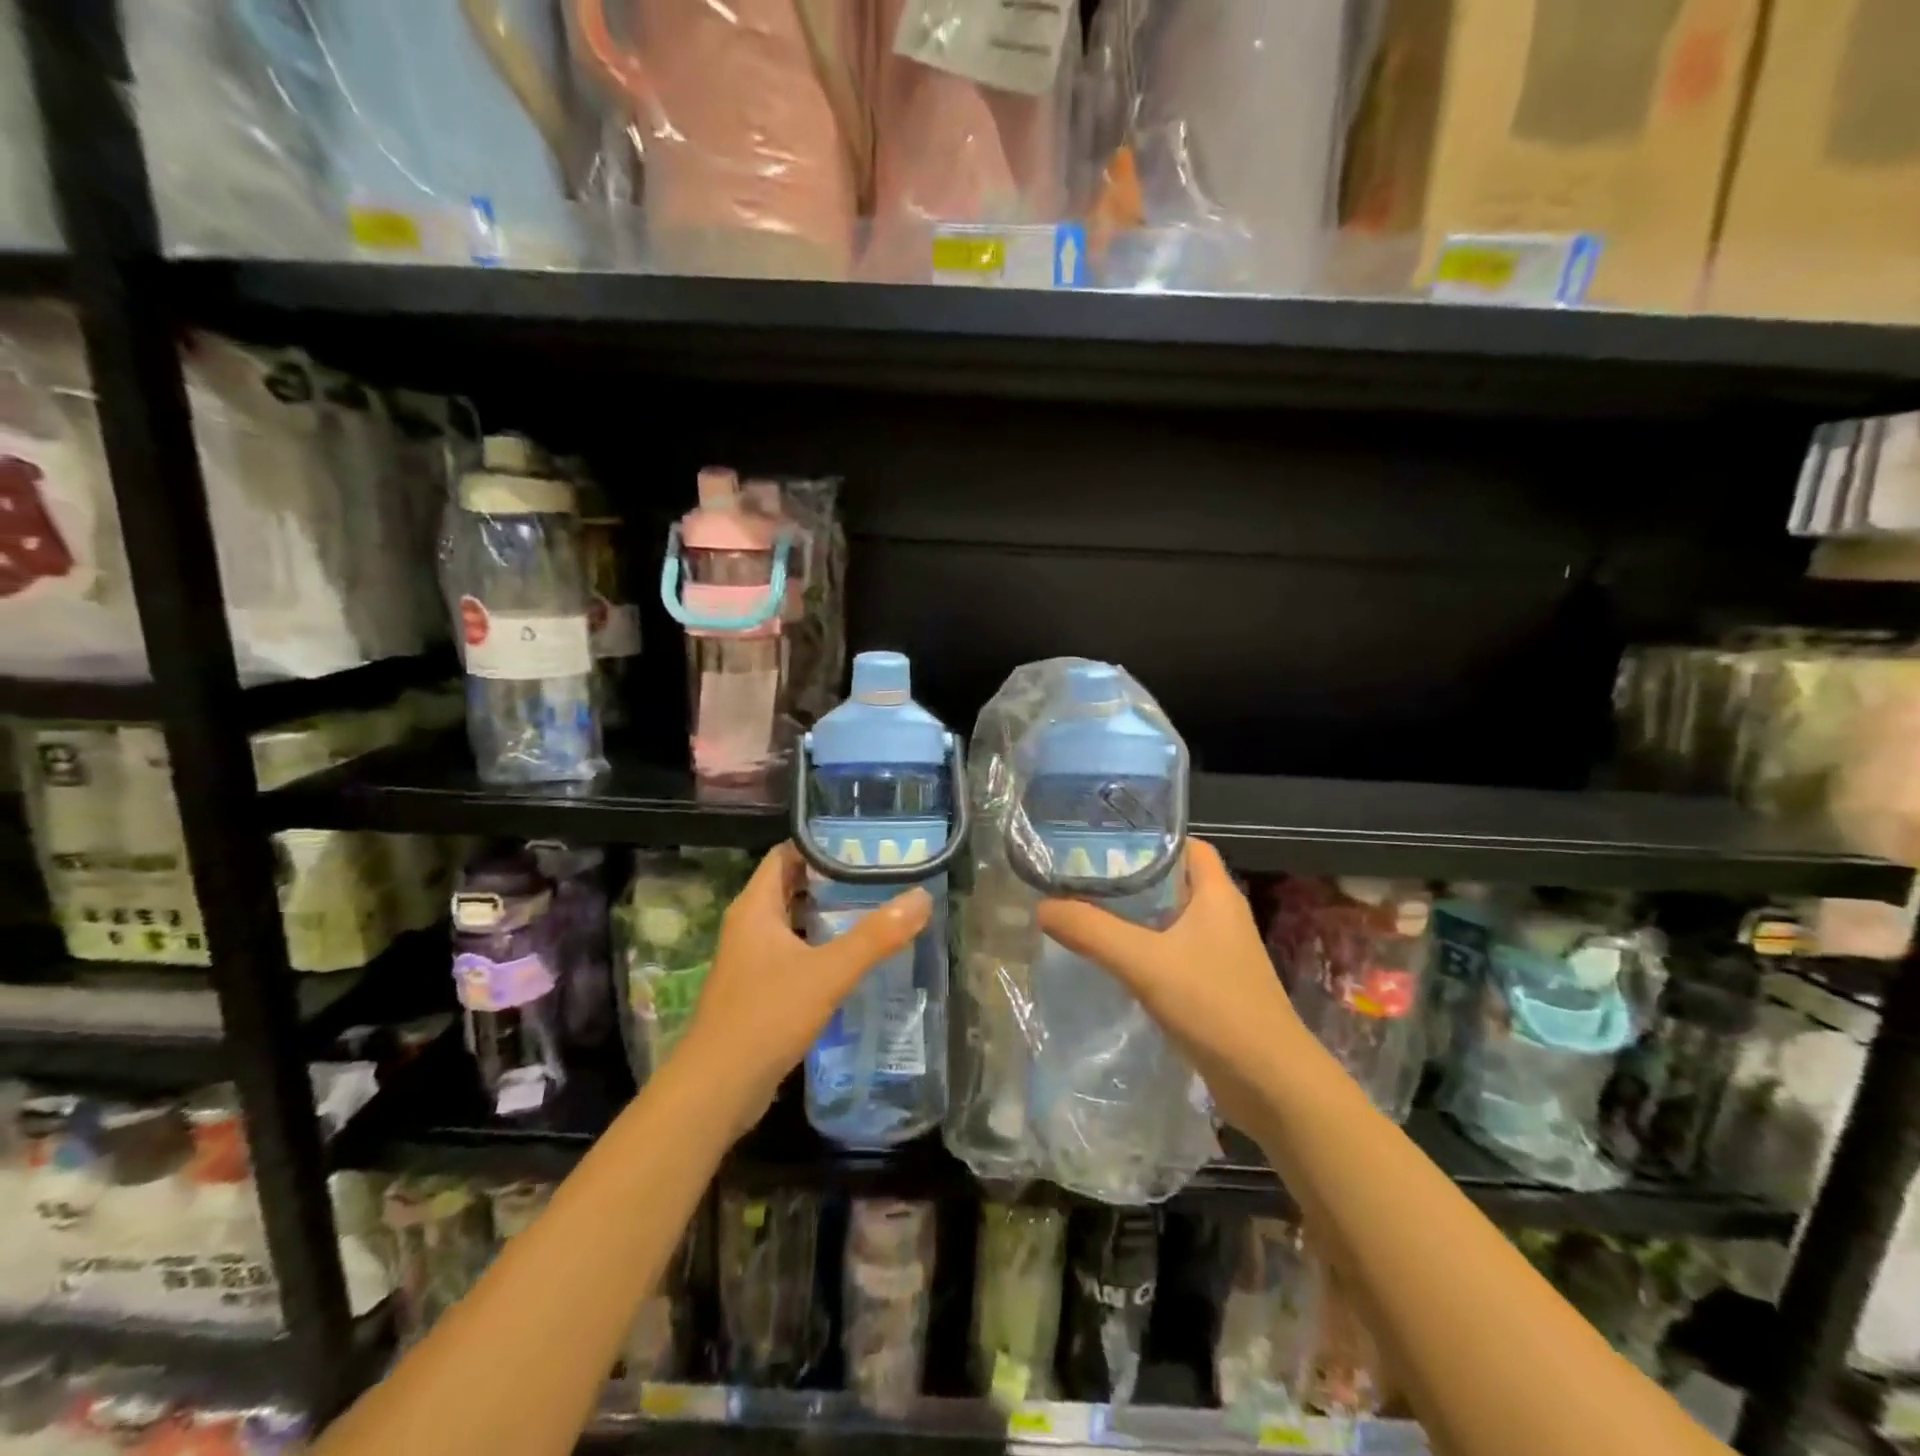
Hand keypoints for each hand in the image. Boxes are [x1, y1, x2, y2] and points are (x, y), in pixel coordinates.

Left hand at [679, 843, 932, 1131]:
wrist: (717, 1089)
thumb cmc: (766, 1016)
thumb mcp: (828, 972)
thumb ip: (875, 936)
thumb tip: (922, 898)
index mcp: (755, 907)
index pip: (786, 855)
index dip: (821, 844)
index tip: (864, 842)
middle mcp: (749, 925)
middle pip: (793, 886)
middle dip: (834, 879)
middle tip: (880, 875)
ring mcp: (752, 959)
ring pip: (795, 921)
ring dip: (829, 915)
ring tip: (876, 908)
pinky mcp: (759, 989)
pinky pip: (795, 952)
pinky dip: (822, 946)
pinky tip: (855, 956)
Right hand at [1035, 838, 1305, 1131]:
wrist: (1271, 1084)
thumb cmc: (1214, 1005)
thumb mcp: (1144, 961)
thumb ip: (1091, 931)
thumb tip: (1042, 907)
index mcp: (1216, 893)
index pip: (1184, 844)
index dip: (1148, 837)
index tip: (1102, 841)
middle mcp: (1221, 915)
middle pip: (1171, 880)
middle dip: (1129, 876)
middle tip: (1080, 875)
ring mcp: (1219, 952)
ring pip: (1169, 918)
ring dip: (1133, 915)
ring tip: (1084, 910)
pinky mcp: (1213, 985)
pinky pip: (1171, 952)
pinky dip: (1142, 948)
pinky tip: (1110, 958)